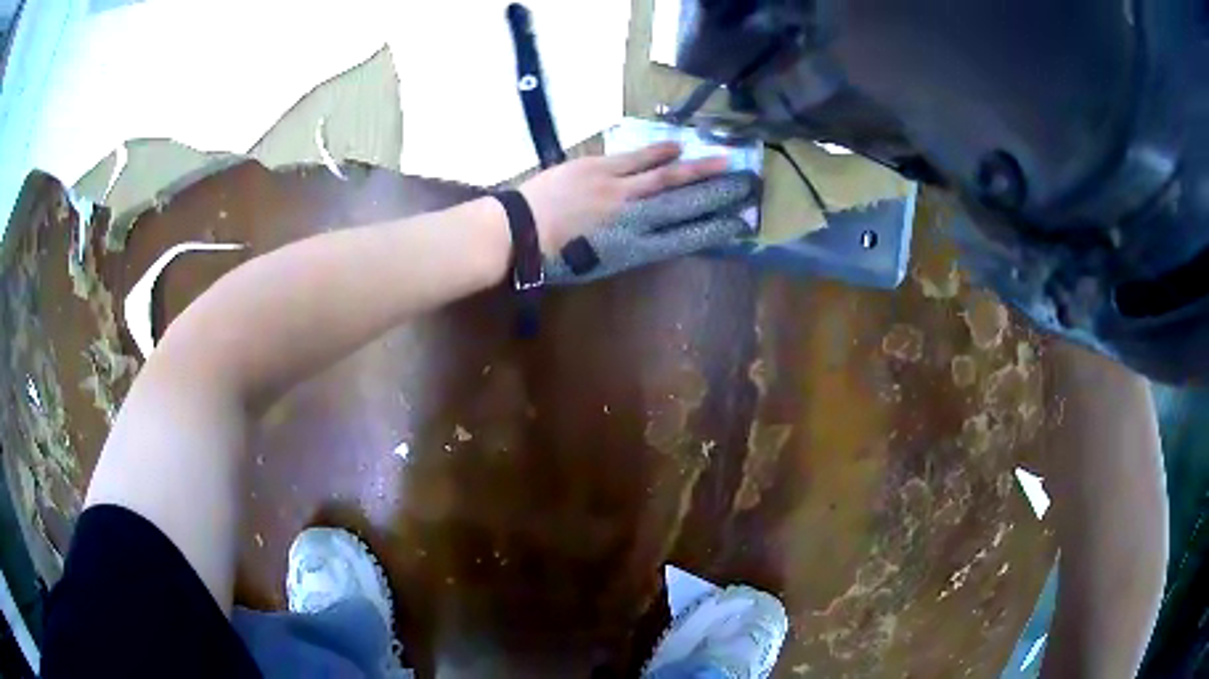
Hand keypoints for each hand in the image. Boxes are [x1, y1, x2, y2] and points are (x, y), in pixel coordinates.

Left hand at [519, 142, 730, 253]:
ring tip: (726, 162)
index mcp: (635, 248)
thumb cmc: (554, 259)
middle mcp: (635, 219)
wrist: (519, 233)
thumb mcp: (599, 264)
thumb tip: (652, 233)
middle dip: (718, 195)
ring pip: (667, 177)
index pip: (685, 237)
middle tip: (747, 187)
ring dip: (698, 170)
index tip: (739, 223)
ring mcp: (619, 190)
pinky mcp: (600, 169)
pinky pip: (637, 159)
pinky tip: (680, 147)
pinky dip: (660, 152)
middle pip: (685, 204)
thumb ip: (629, 247)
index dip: (714, 229)